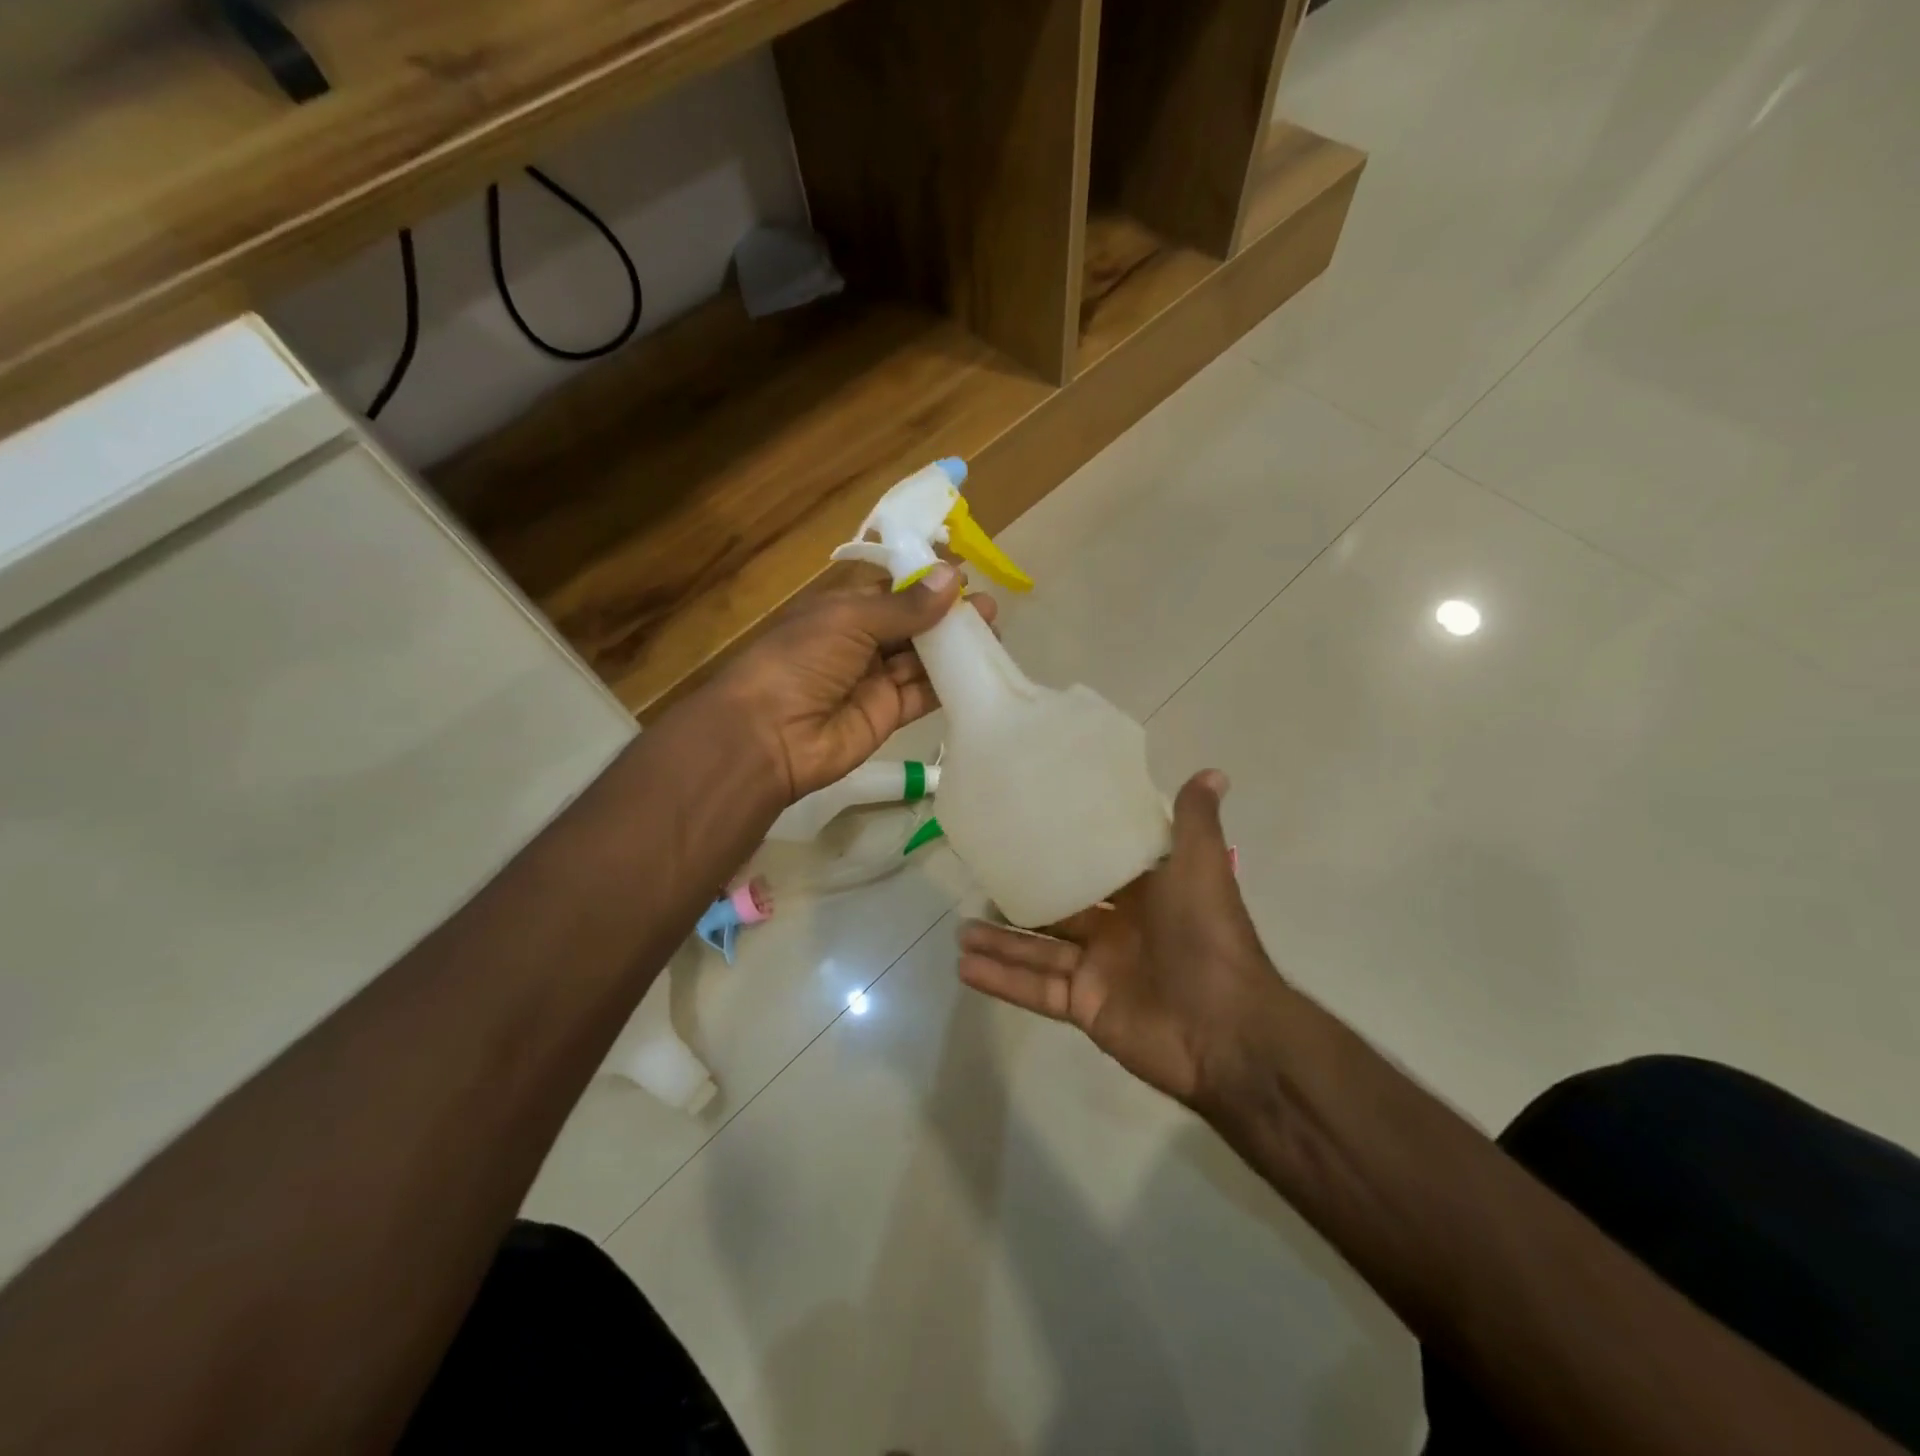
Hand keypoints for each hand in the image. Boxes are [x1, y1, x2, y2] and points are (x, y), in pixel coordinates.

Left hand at [712, 566, 996, 801]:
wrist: (768, 736)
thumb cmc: (800, 661)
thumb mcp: (849, 620)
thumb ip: (904, 605)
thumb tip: (953, 577)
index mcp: (843, 611)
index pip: (892, 591)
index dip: (926, 584)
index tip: (966, 577)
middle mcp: (860, 642)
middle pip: (912, 626)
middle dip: (948, 617)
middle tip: (989, 609)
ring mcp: (875, 680)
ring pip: (922, 659)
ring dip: (954, 648)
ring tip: (994, 634)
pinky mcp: (888, 715)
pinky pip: (923, 694)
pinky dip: (949, 683)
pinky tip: (980, 669)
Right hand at [956, 771, 1280, 1105]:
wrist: (1226, 1030)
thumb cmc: (1207, 936)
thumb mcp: (1200, 868)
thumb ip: (1195, 823)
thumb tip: (1214, 772)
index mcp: (1142, 894)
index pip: (1094, 867)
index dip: (1061, 851)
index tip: (1024, 830)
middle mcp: (1117, 930)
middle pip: (1058, 910)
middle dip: (1020, 899)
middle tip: (978, 880)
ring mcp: (1098, 971)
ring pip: (1038, 950)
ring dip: (999, 941)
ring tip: (957, 929)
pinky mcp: (1084, 1007)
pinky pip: (1036, 990)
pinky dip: (1002, 980)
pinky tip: (964, 966)